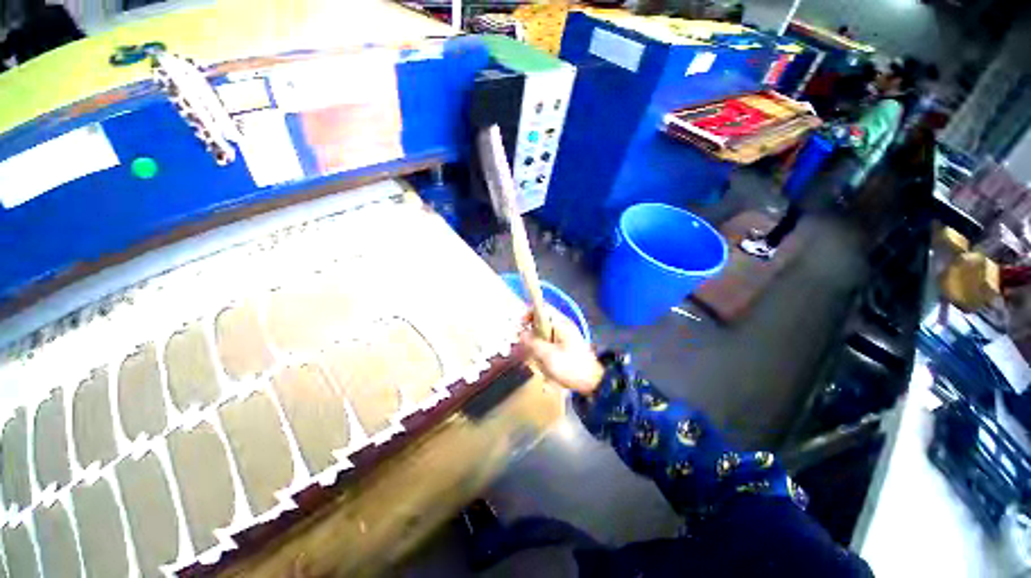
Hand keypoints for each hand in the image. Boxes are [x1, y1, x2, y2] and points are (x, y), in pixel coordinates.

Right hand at [521, 308, 603, 394]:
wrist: (593, 382)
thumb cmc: (571, 367)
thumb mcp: (548, 356)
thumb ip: (533, 343)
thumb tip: (521, 333)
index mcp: (561, 323)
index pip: (543, 308)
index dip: (530, 312)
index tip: (520, 324)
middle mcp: (563, 326)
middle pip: (542, 320)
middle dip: (530, 329)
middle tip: (522, 341)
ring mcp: (565, 336)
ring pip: (544, 331)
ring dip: (535, 340)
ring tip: (529, 353)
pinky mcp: (566, 346)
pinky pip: (549, 341)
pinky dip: (542, 347)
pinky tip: (538, 359)